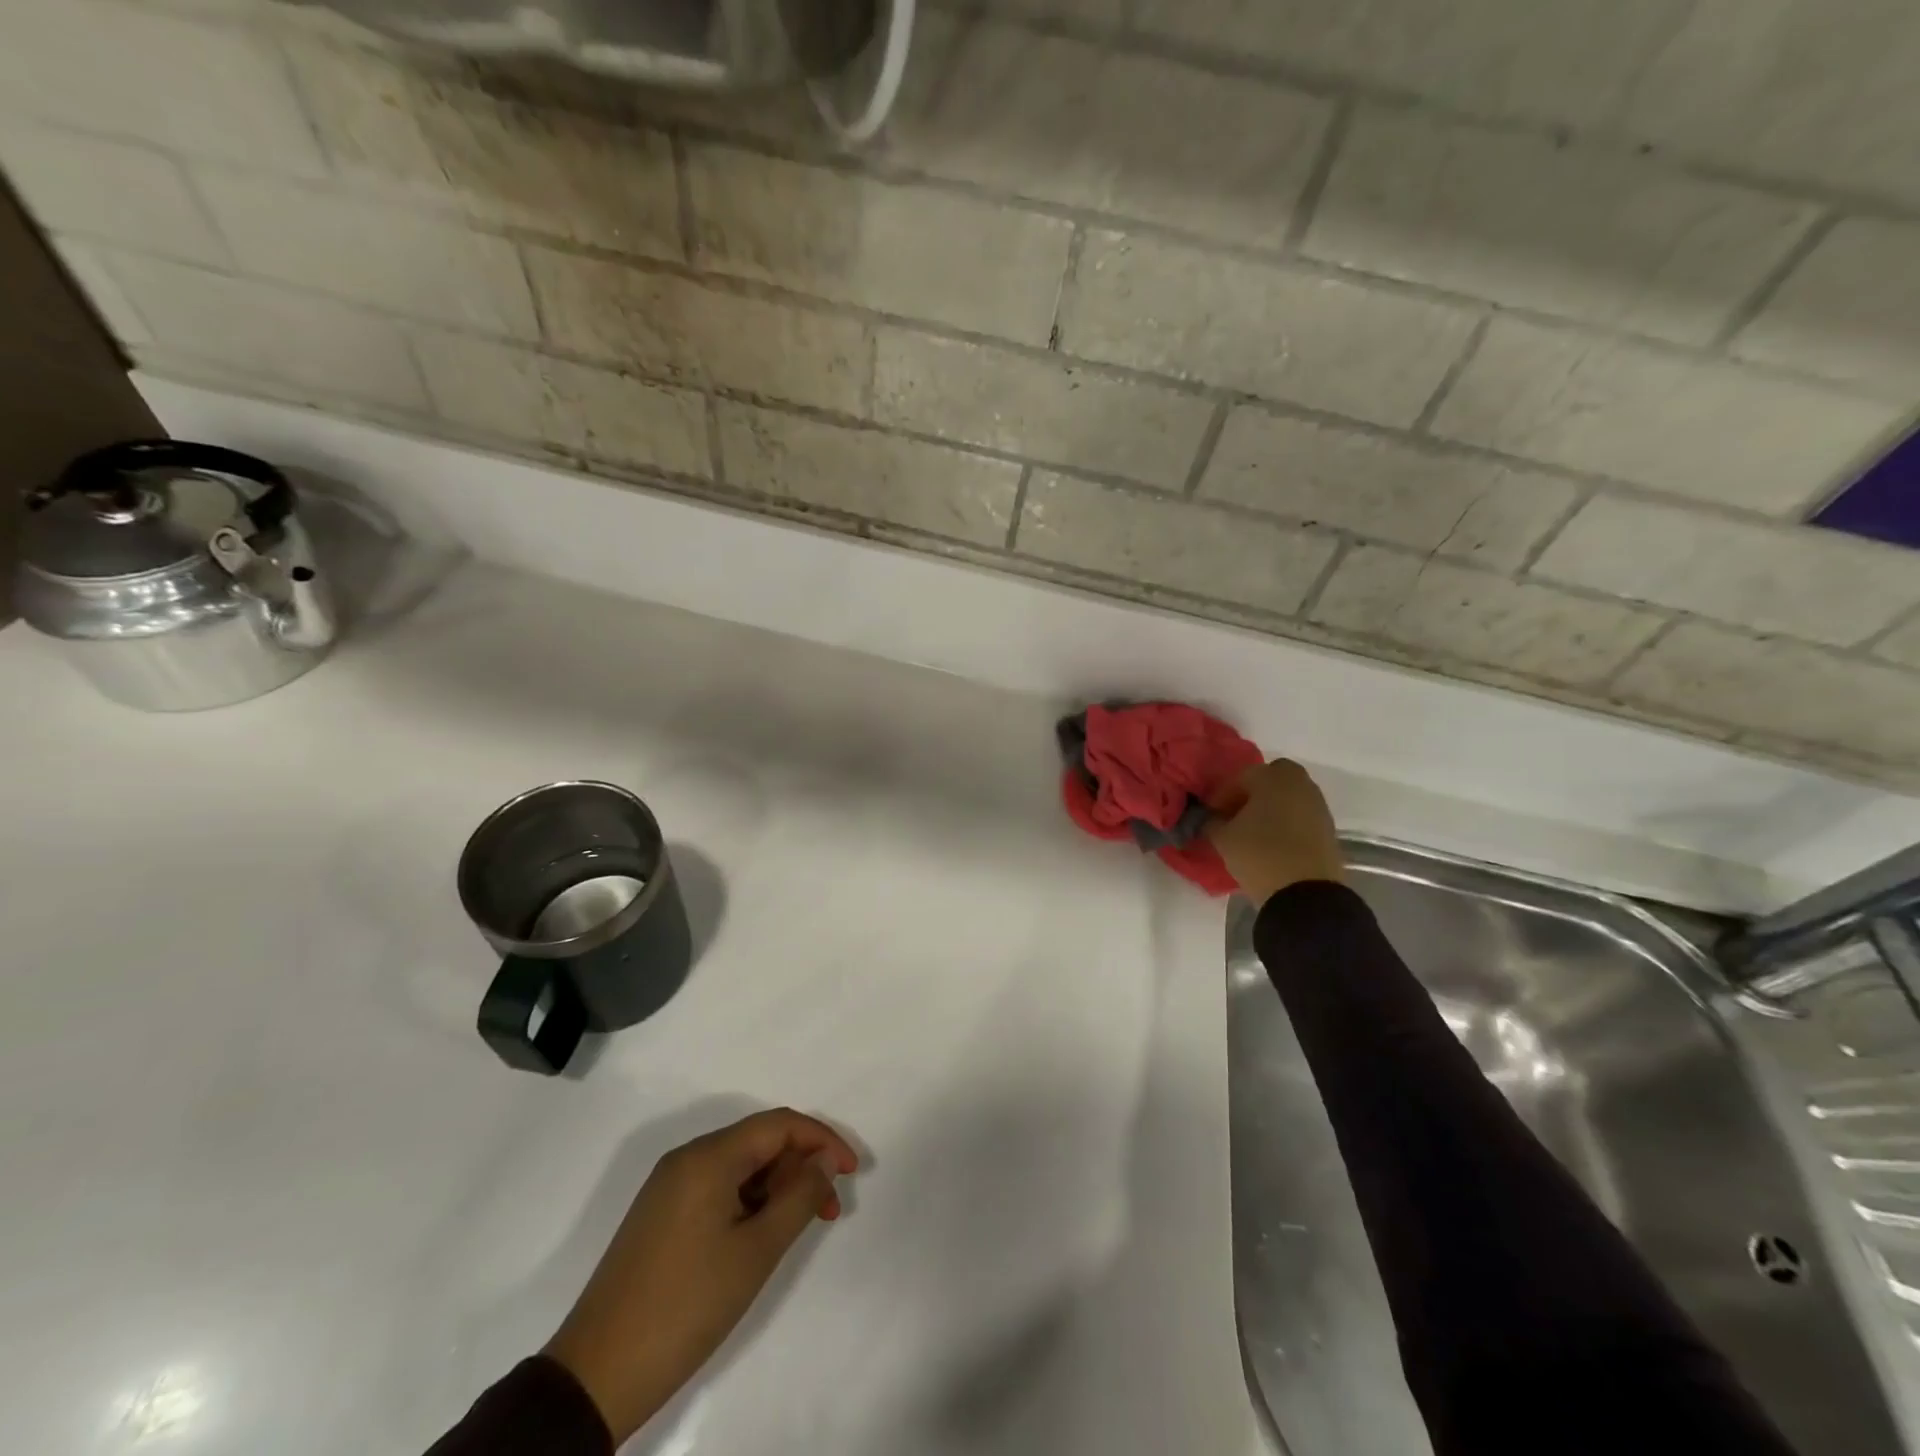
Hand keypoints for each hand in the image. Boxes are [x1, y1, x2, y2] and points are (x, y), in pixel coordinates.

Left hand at [544, 1109, 859, 1443]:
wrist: (596, 1375)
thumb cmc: (686, 1305)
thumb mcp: (756, 1252)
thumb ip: (800, 1197)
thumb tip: (824, 1162)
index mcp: (708, 1156)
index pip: (779, 1124)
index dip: (822, 1140)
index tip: (852, 1171)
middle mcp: (687, 1158)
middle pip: (759, 1142)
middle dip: (801, 1167)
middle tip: (830, 1209)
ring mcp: (670, 1187)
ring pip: (740, 1167)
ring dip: (777, 1187)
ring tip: (802, 1226)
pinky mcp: (661, 1215)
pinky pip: (718, 1188)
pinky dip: (750, 1201)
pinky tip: (763, 1234)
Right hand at [1207, 758, 1344, 906]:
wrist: (1306, 893)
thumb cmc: (1259, 854)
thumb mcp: (1223, 838)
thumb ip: (1212, 822)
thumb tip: (1211, 819)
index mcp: (1272, 776)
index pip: (1239, 779)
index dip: (1220, 797)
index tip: (1210, 816)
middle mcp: (1300, 783)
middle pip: (1270, 780)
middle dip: (1252, 794)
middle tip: (1235, 817)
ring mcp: (1318, 806)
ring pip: (1288, 798)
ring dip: (1270, 809)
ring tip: (1253, 833)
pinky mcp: (1329, 829)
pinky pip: (1301, 817)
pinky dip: (1286, 823)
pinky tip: (1272, 844)